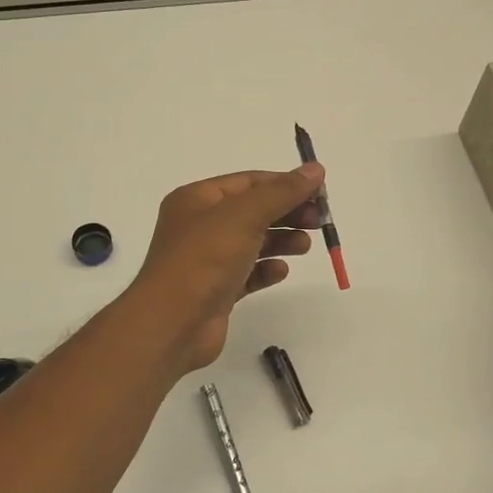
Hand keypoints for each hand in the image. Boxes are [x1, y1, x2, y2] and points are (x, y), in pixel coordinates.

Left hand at [124, 164, 325, 372]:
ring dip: (281, 241)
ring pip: (252, 242)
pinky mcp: (216, 291)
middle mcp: (200, 226)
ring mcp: (207, 260)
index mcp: (197, 199)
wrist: (172, 323)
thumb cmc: (204, 259)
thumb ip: (282, 192)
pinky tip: (281, 272)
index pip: (248, 182)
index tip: (320, 193)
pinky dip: (266, 270)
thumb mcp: (245, 216)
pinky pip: (247, 273)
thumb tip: (315, 170)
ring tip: (304, 246)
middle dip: (287, 213)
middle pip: (252, 211)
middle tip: (318, 221)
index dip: (284, 184)